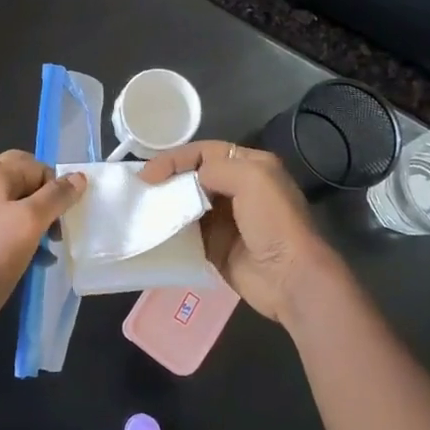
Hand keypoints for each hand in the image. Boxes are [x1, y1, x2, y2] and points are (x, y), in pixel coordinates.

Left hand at [0, 151, 86, 328]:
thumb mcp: (32, 221)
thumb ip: (57, 196)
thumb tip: (78, 176)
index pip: (34, 165)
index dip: (54, 186)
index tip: (64, 215)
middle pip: (22, 182)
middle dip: (46, 203)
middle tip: (58, 229)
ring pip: (12, 205)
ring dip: (35, 221)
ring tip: (49, 247)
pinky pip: (0, 224)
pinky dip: (18, 235)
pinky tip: (33, 258)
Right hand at [139, 141, 340, 321]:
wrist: (290, 278)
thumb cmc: (273, 222)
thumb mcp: (251, 179)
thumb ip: (216, 168)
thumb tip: (190, 181)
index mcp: (249, 166)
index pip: (204, 152)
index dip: (175, 159)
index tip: (149, 173)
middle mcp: (236, 188)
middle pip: (193, 176)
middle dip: (167, 180)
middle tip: (140, 189)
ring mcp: (225, 219)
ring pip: (187, 204)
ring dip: (166, 204)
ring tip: (140, 208)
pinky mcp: (215, 246)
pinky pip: (186, 233)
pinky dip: (170, 230)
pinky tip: (152, 231)